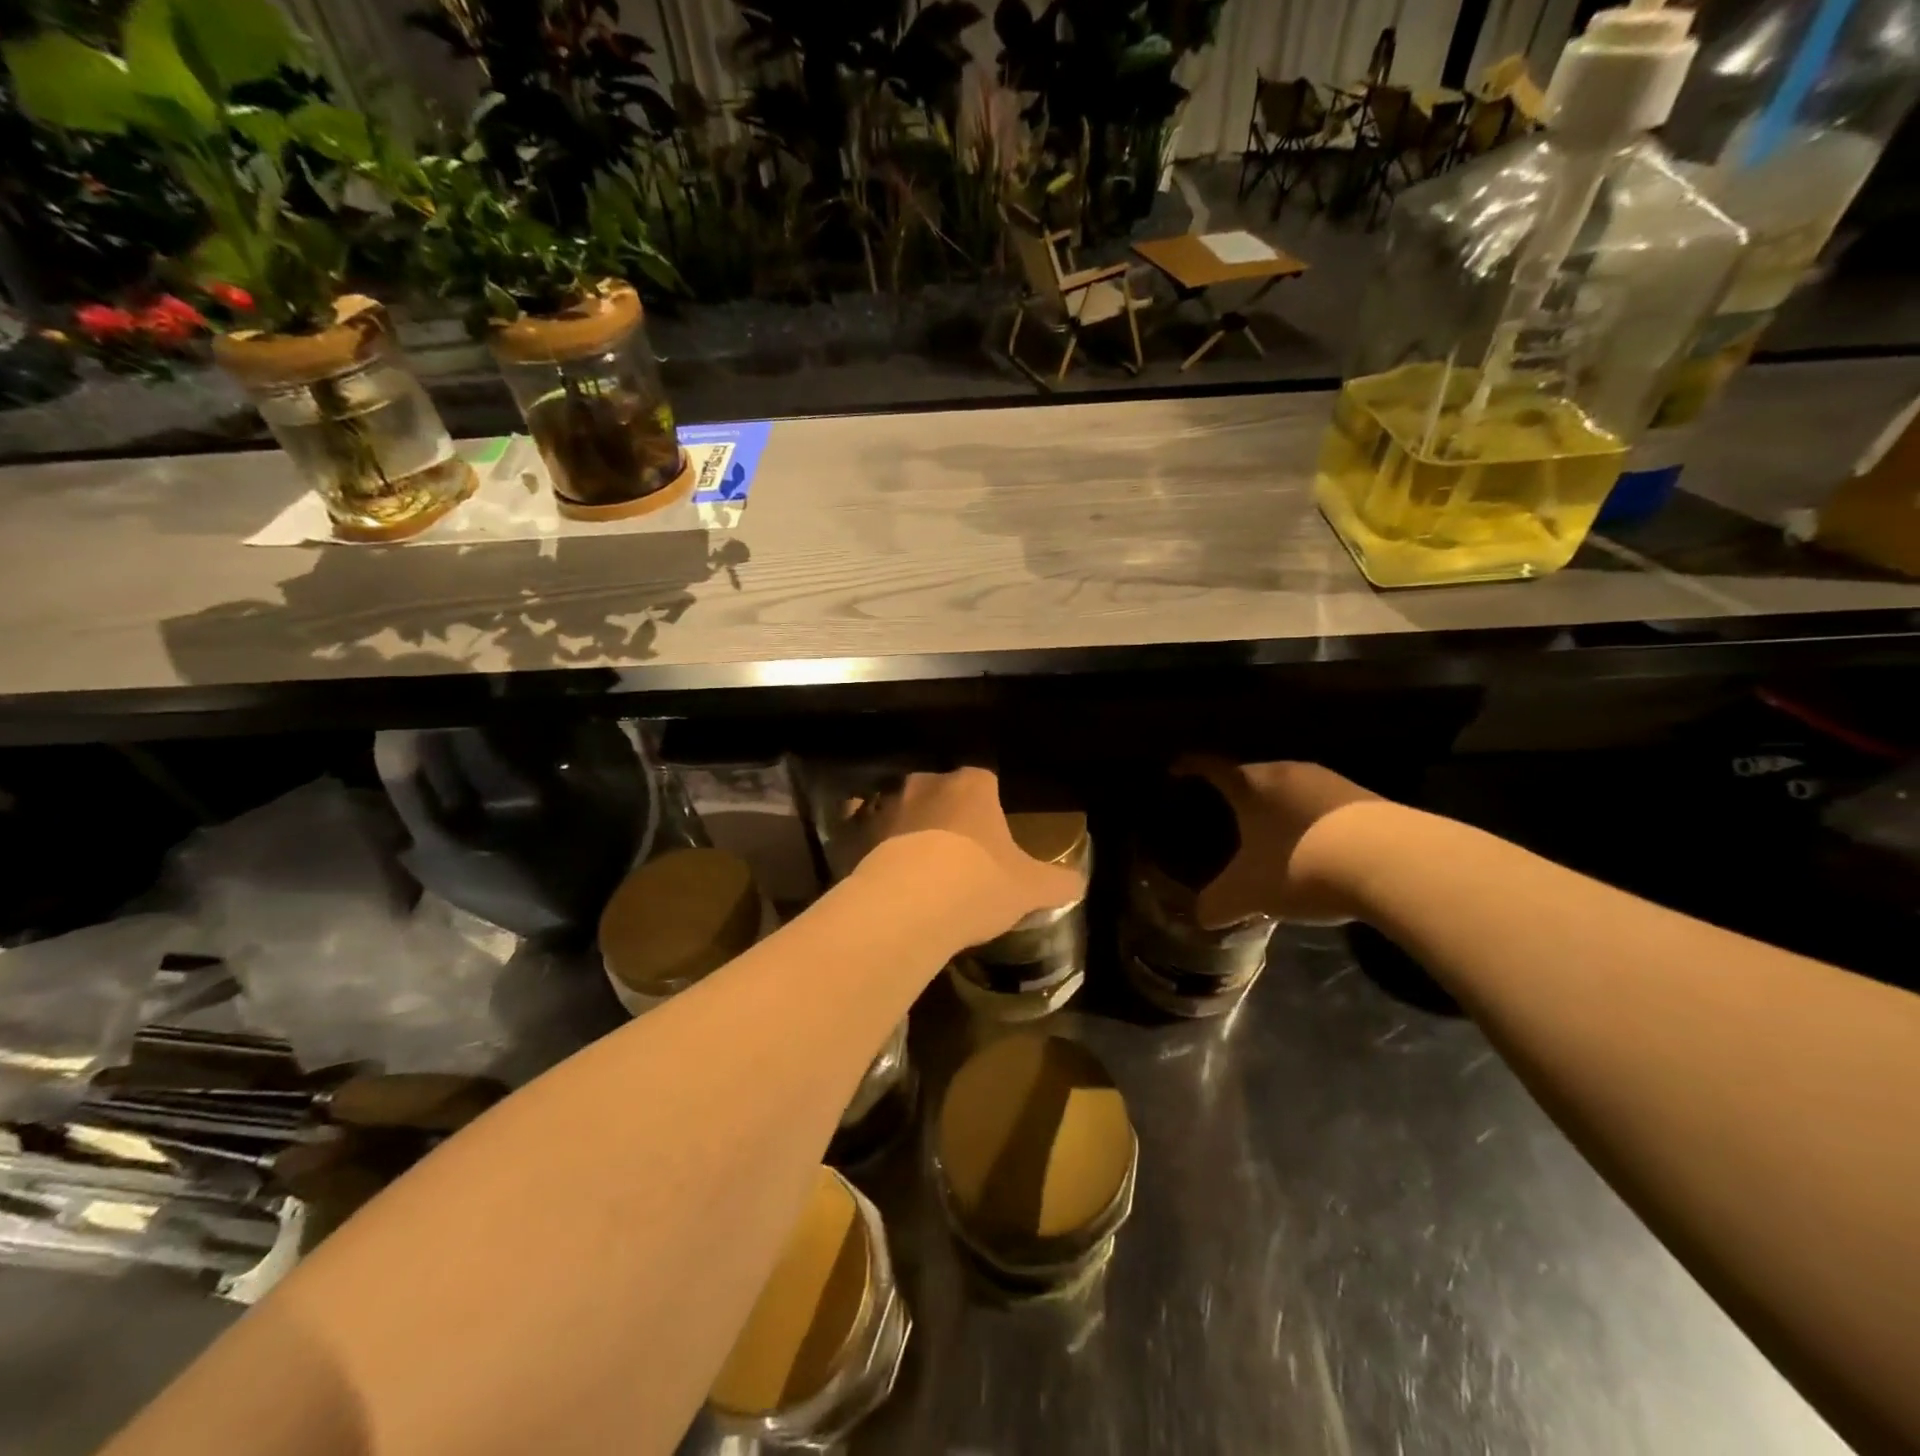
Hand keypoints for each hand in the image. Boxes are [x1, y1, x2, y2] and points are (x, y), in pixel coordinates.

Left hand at [849, 768, 1084, 946]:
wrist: (908, 905)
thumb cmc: (977, 883)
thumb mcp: (1029, 888)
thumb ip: (1057, 882)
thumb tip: (1078, 884)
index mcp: (972, 786)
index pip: (985, 779)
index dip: (991, 803)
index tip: (994, 831)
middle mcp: (928, 785)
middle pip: (942, 790)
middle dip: (949, 813)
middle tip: (960, 849)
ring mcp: (890, 807)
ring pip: (904, 810)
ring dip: (912, 829)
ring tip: (923, 866)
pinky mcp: (860, 834)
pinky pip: (872, 835)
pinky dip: (881, 849)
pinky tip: (892, 877)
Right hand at [1174, 757, 1382, 927]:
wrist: (1394, 862)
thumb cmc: (1301, 864)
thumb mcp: (1248, 893)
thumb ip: (1218, 903)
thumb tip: (1201, 916)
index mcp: (1250, 783)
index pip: (1209, 766)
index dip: (1188, 767)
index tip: (1175, 770)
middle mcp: (1287, 771)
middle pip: (1251, 775)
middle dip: (1235, 793)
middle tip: (1221, 814)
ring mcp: (1329, 782)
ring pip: (1289, 790)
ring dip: (1276, 809)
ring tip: (1267, 835)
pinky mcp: (1365, 799)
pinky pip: (1321, 806)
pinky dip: (1308, 822)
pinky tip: (1313, 849)